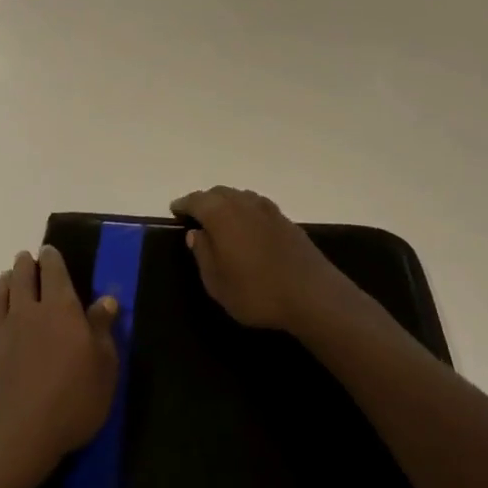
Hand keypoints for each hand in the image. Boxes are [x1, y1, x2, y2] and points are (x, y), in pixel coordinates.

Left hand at [0, 246, 118, 487]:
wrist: (11, 440)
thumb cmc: (70, 404)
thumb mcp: (103, 370)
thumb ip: (102, 331)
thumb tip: (106, 299)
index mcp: (61, 310)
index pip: (55, 273)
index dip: (52, 259)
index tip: (48, 250)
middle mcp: (27, 312)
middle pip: (23, 278)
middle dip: (26, 265)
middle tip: (26, 258)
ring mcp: (0, 333)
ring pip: (1, 296)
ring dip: (6, 282)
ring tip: (9, 277)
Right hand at [170, 187, 354, 333]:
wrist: (312, 295)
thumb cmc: (256, 292)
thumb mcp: (217, 283)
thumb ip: (203, 254)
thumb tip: (195, 233)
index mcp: (222, 215)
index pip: (196, 200)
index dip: (183, 204)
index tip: (174, 210)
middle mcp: (244, 204)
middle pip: (219, 193)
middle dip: (204, 201)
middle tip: (195, 216)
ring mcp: (269, 209)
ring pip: (240, 197)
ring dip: (226, 203)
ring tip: (219, 221)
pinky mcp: (286, 220)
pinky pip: (257, 206)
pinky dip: (245, 211)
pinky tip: (247, 227)